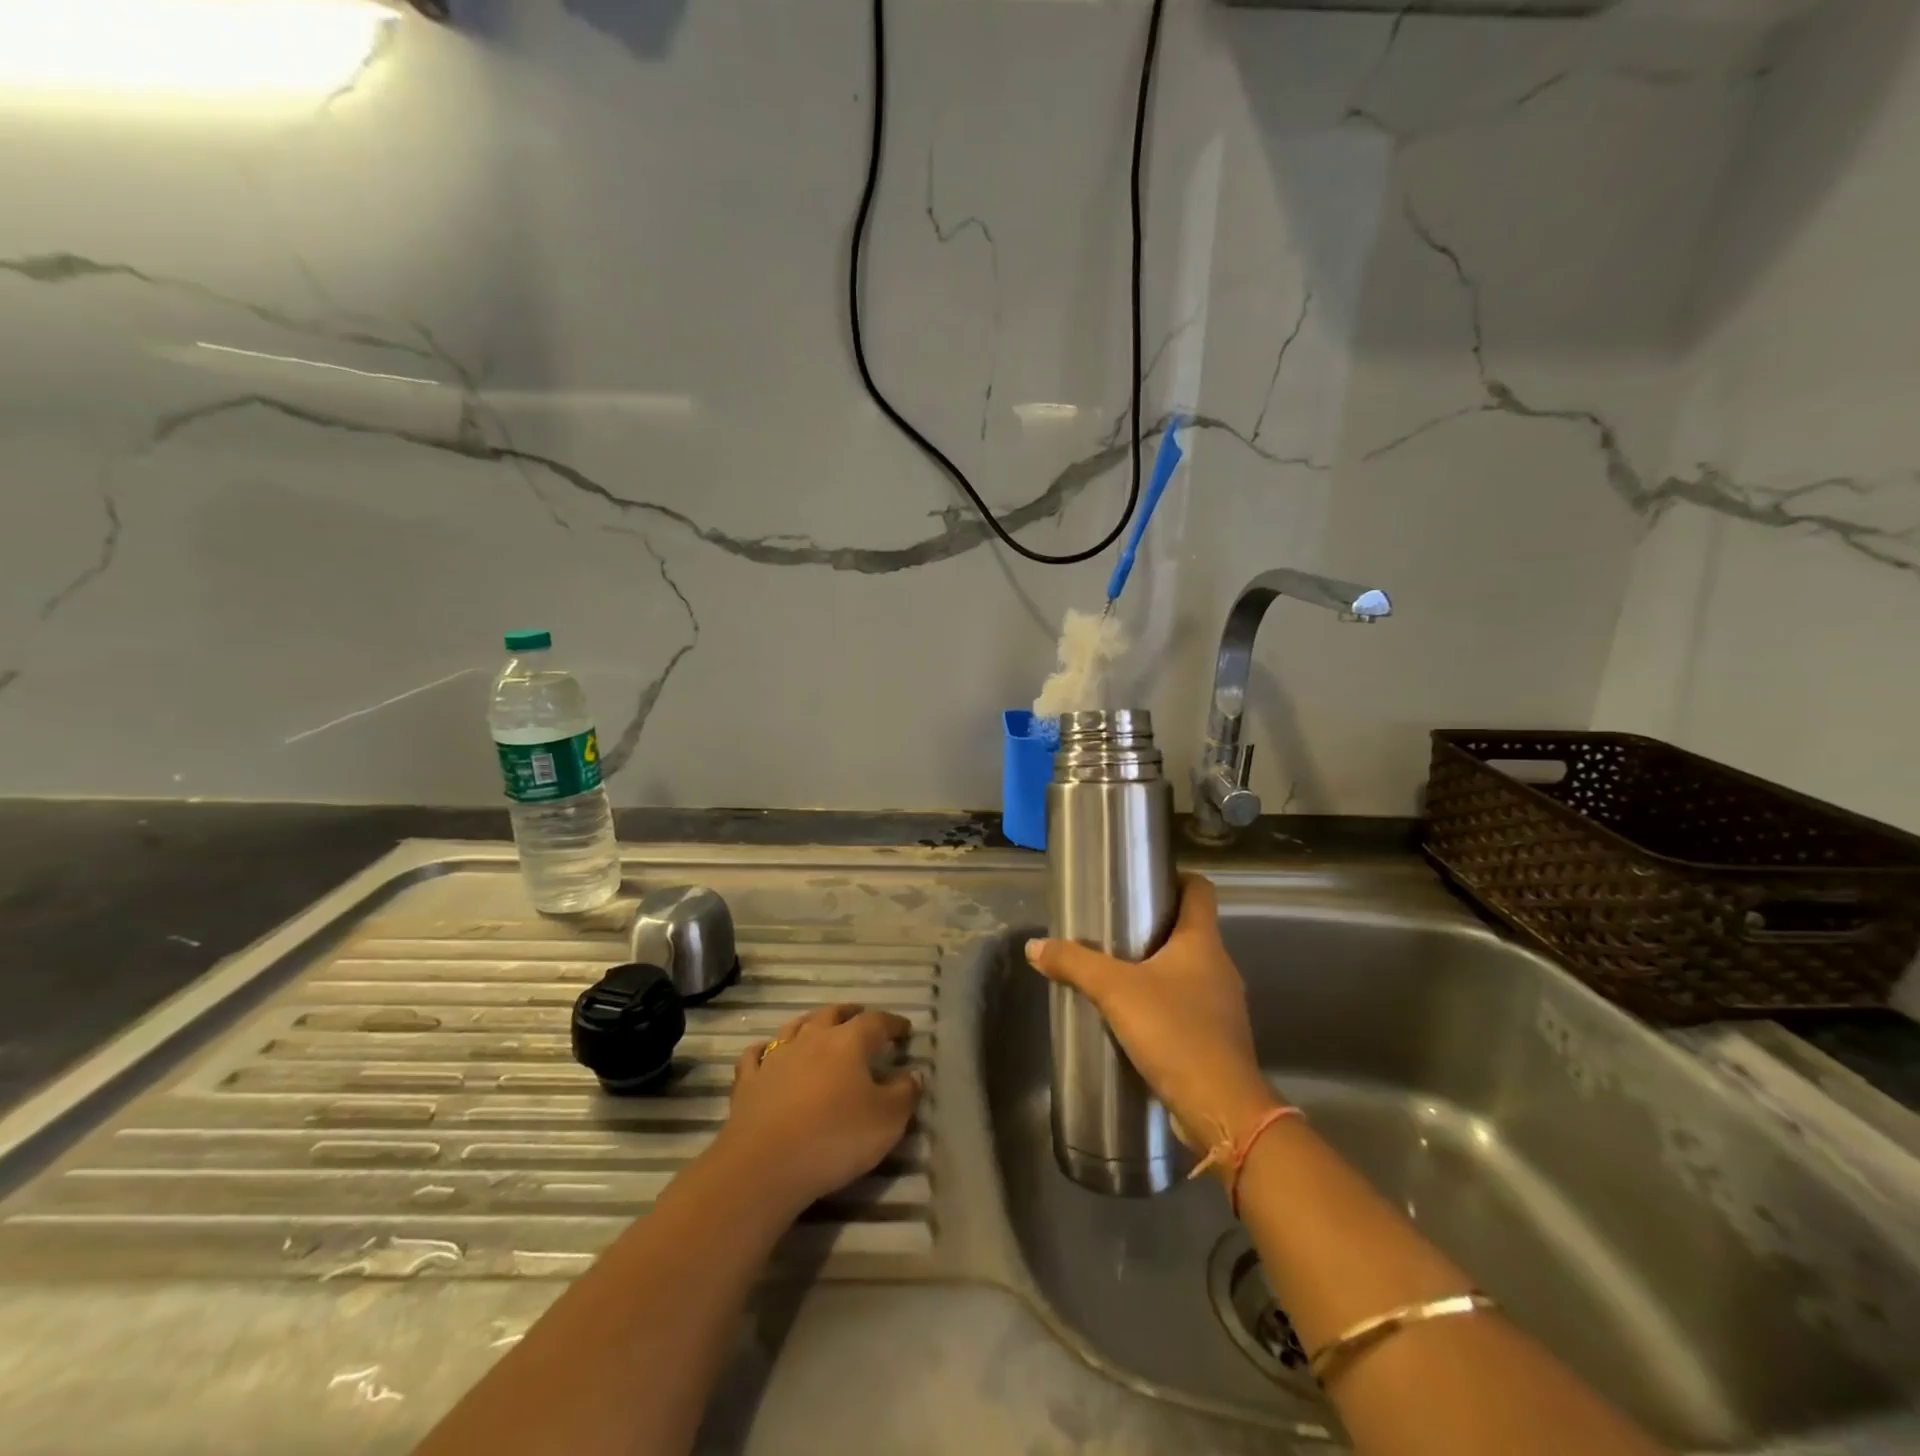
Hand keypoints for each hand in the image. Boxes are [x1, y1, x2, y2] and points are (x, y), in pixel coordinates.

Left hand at [715, 1004, 921, 1216]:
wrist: (764, 1165)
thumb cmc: (835, 1138)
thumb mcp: (887, 1121)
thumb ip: (905, 1094)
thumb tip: (912, 1075)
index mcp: (849, 1042)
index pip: (876, 1022)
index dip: (893, 1023)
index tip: (904, 1030)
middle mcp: (812, 1038)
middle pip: (833, 1014)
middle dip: (850, 1014)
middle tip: (861, 1018)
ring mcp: (776, 1057)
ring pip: (795, 1027)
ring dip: (811, 1023)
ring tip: (819, 1027)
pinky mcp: (748, 1081)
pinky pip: (757, 1055)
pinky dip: (766, 1050)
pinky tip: (767, 1054)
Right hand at [1026, 875, 1279, 1156]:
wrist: (1221, 1108)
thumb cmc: (1174, 1032)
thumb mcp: (1115, 991)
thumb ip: (1074, 964)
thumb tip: (1034, 946)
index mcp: (1203, 942)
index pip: (1200, 890)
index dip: (1177, 878)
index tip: (1145, 881)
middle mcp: (1220, 967)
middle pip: (1191, 930)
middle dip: (1156, 925)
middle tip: (1115, 927)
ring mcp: (1223, 1005)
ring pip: (1190, 970)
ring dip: (1159, 967)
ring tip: (1118, 973)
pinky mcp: (1218, 1039)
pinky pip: (1190, 1006)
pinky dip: (1165, 1003)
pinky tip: (1136, 1017)